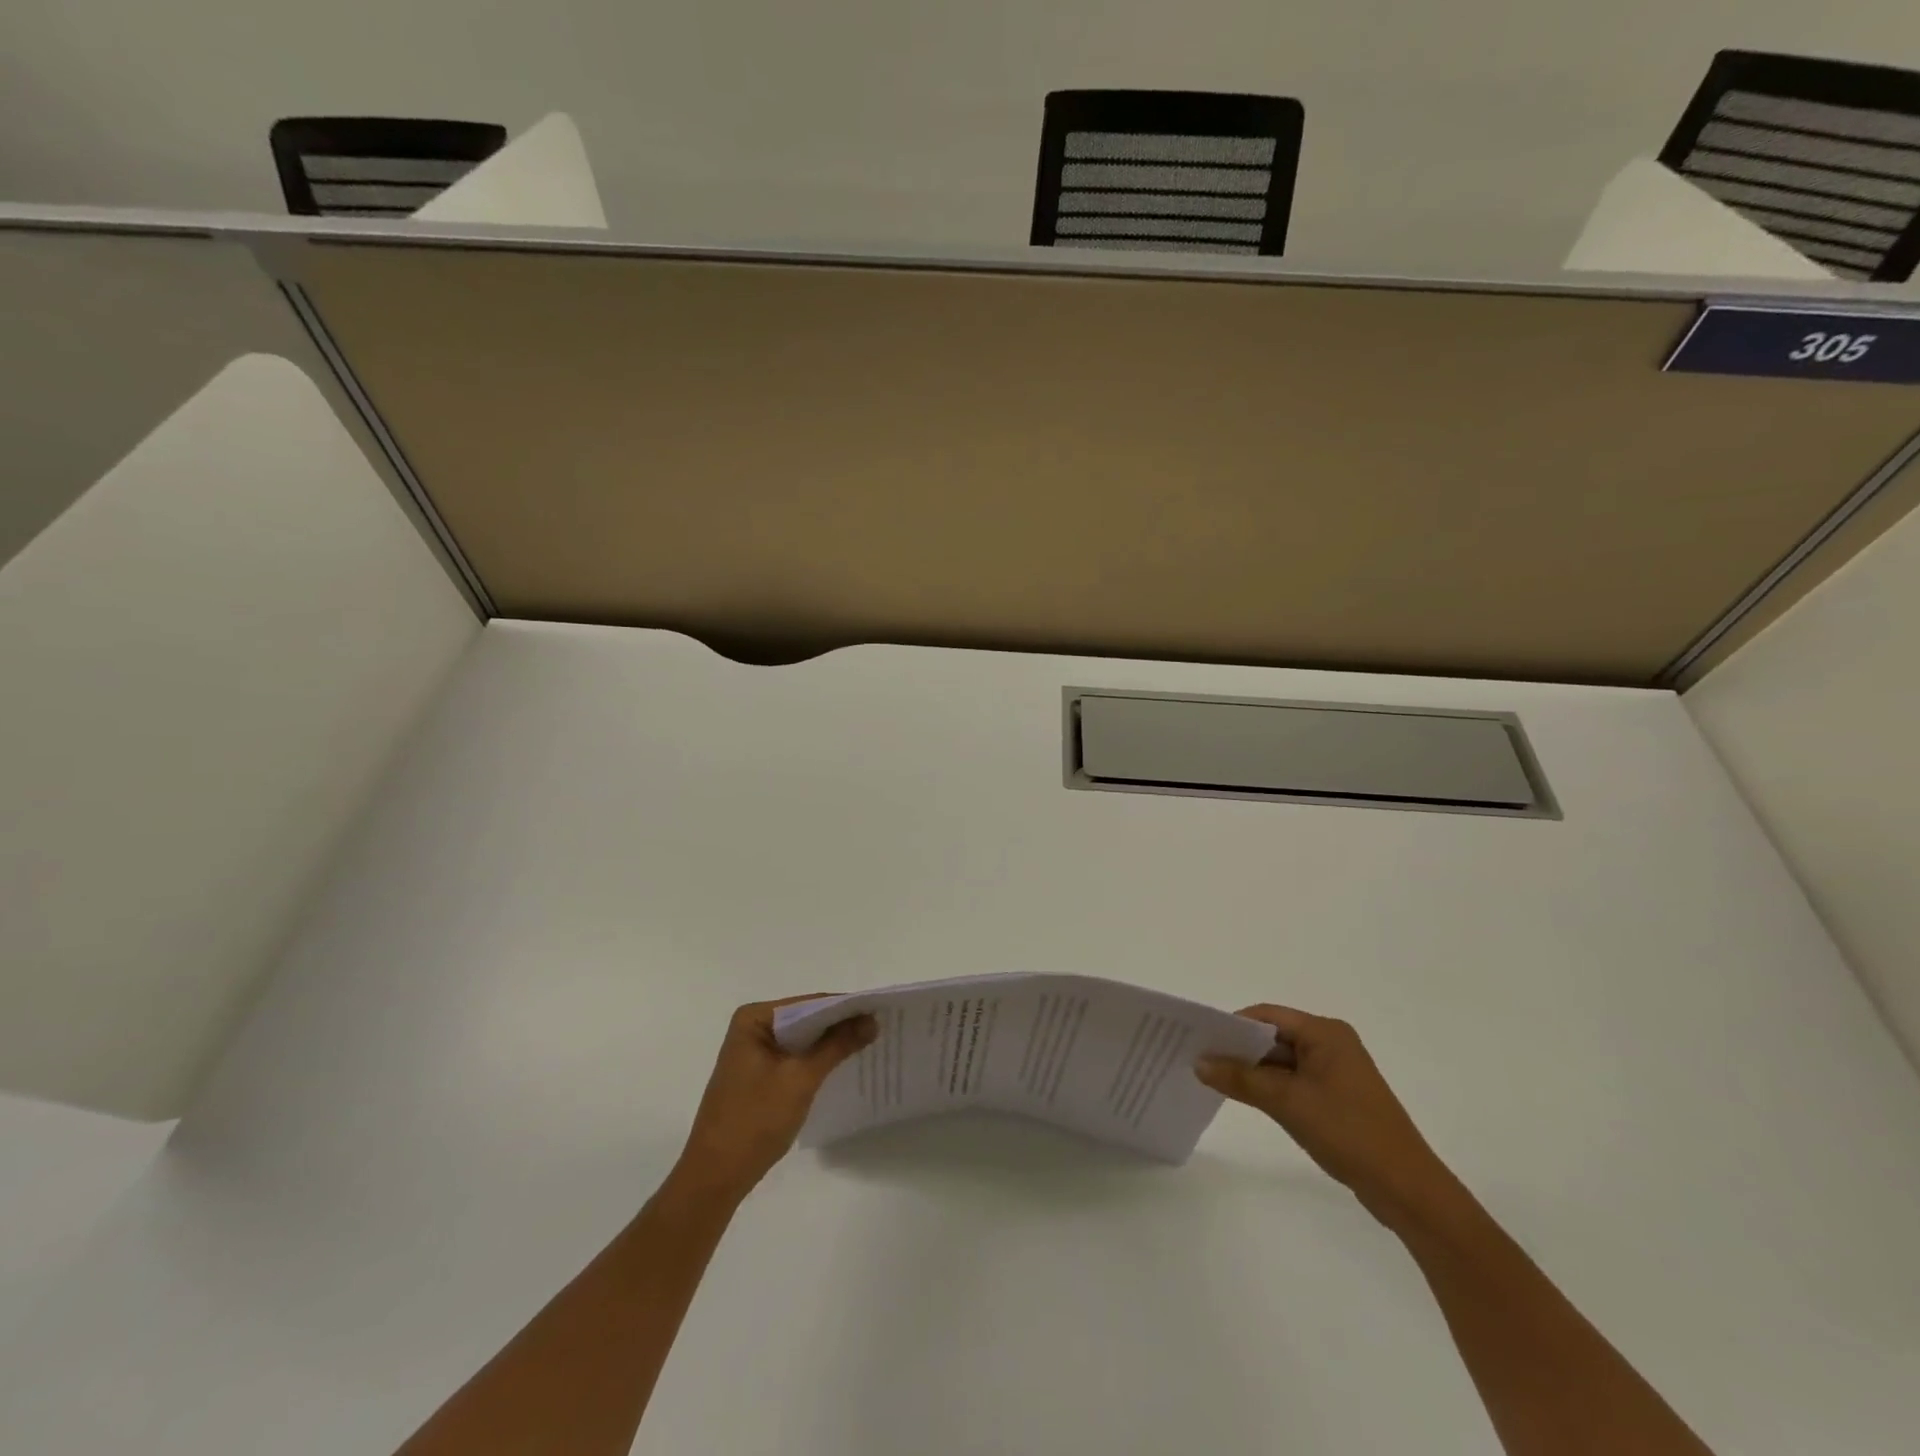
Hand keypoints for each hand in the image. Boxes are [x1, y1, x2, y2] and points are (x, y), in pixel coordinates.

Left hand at [673, 996, 876, 1200]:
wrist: (715, 1178)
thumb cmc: (754, 1121)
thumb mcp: (801, 1079)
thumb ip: (837, 1045)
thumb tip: (872, 1020)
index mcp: (754, 1018)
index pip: (809, 1003)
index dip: (845, 1007)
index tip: (879, 1011)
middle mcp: (751, 1028)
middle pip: (806, 1019)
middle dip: (840, 1025)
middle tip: (880, 1027)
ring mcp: (753, 1052)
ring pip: (802, 1040)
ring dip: (830, 1044)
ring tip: (870, 1044)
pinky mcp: (758, 1075)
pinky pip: (794, 1057)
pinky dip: (816, 1061)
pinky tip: (842, 1066)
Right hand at [1197, 1006, 1466, 1233]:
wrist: (1407, 1189)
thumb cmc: (1347, 1132)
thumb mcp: (1286, 1102)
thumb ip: (1240, 1078)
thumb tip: (1198, 1062)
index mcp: (1325, 1032)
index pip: (1266, 1016)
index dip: (1232, 1026)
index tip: (1200, 1040)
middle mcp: (1331, 1043)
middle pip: (1273, 1037)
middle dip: (1239, 1049)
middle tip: (1200, 1061)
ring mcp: (1336, 1072)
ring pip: (1281, 1061)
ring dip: (1253, 1071)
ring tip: (1214, 1080)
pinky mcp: (1338, 1097)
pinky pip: (1294, 1081)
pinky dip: (1270, 1087)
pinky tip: (1246, 1099)